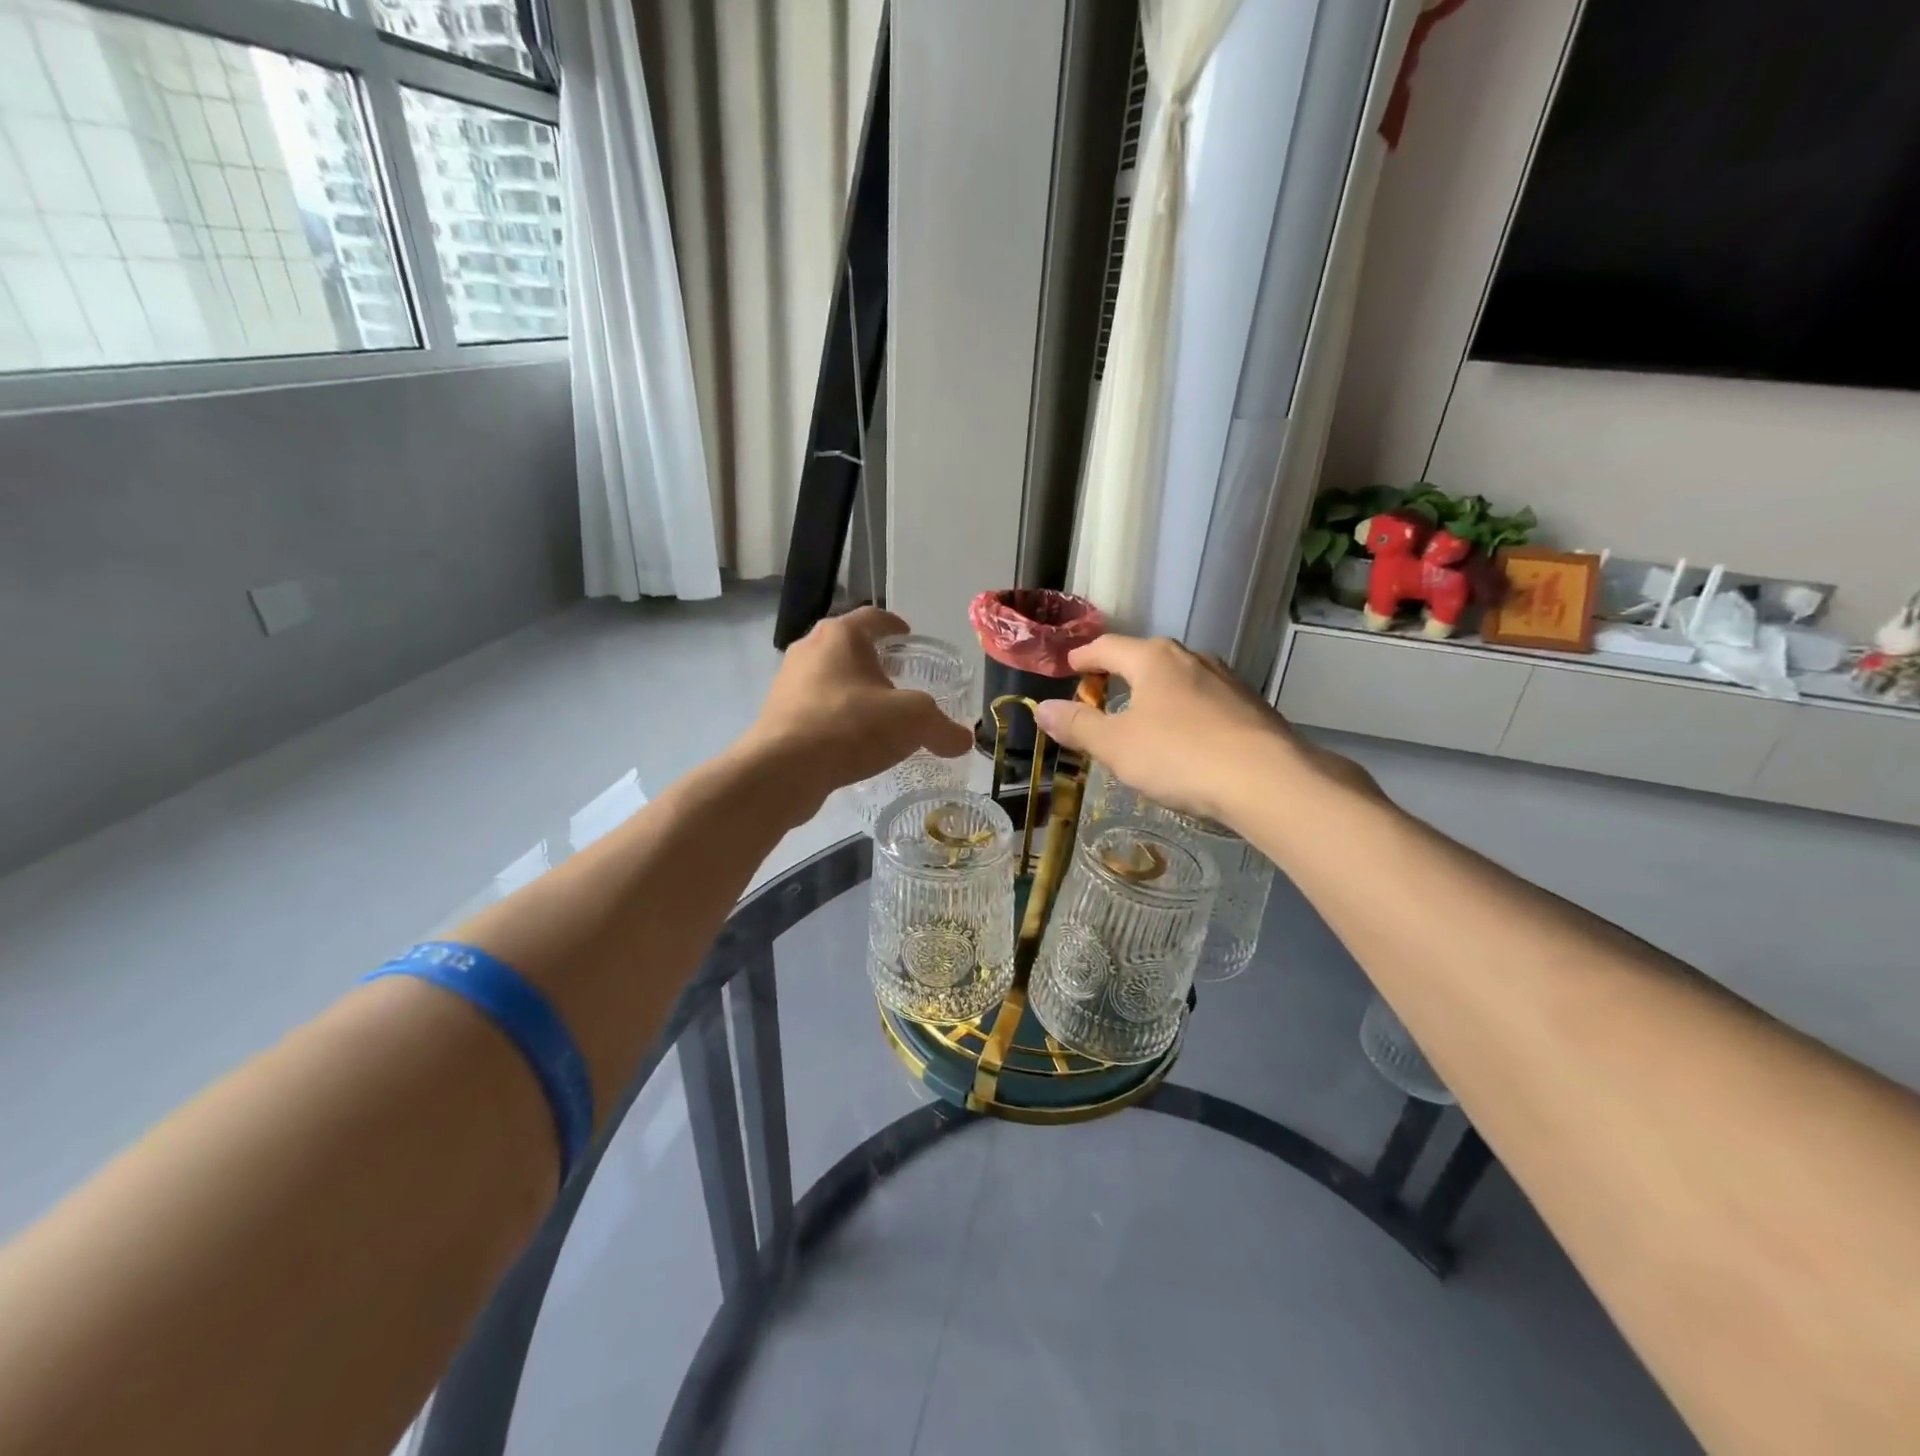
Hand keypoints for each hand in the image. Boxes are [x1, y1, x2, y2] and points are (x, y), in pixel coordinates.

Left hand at [739, 607, 974, 815]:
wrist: (783, 770)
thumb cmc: (851, 727)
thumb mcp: (914, 722)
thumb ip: (943, 728)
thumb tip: (964, 741)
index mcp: (841, 635)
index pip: (873, 617)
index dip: (895, 625)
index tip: (908, 635)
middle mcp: (809, 648)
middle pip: (847, 645)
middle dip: (872, 659)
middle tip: (897, 677)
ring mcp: (787, 681)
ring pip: (828, 676)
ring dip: (851, 689)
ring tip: (875, 712)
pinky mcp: (776, 714)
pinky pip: (813, 706)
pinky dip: (833, 715)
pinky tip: (850, 740)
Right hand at [1032, 634, 1362, 830]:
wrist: (1268, 781)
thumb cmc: (1180, 756)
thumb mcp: (1116, 746)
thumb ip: (1077, 726)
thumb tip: (1040, 708)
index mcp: (1153, 659)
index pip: (1108, 647)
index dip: (1084, 657)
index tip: (1069, 666)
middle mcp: (1191, 658)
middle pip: (1145, 658)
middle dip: (1120, 673)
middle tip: (1100, 693)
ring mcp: (1226, 680)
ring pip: (1178, 679)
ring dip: (1155, 693)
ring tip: (1141, 717)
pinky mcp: (1250, 706)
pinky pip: (1204, 701)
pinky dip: (1184, 711)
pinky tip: (1185, 738)